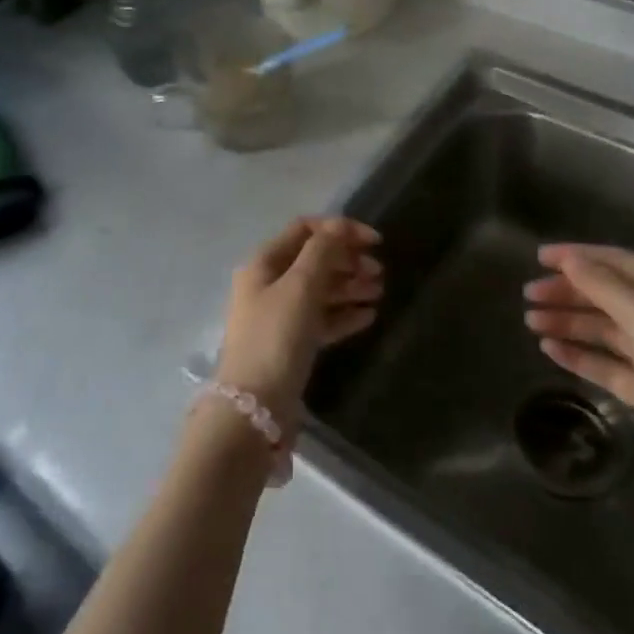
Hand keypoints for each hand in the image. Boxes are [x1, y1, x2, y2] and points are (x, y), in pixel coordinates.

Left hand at [216, 217, 382, 429]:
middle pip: (314, 260)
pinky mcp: (291, 344)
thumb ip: (322, 251)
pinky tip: (368, 316)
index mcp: (264, 263)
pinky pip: (322, 319)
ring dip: (350, 286)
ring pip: (320, 290)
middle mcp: (269, 284)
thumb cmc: (276, 337)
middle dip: (348, 260)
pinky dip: (344, 314)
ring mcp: (279, 316)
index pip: (305, 230)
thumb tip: (340, 225)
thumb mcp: (300, 287)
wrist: (254, 408)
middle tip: (378, 272)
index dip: (340, 229)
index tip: (374, 242)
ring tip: (379, 292)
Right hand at [524, 244, 633, 520]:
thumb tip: (569, 260)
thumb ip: (606, 287)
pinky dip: (580, 355)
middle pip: (610, 295)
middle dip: (569, 292)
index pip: (620, 263)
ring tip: (531, 322)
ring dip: (569, 322)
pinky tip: (550, 350)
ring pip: (605, 330)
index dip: (579, 257)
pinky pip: (608, 364)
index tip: (538, 257)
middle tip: (528, 295)